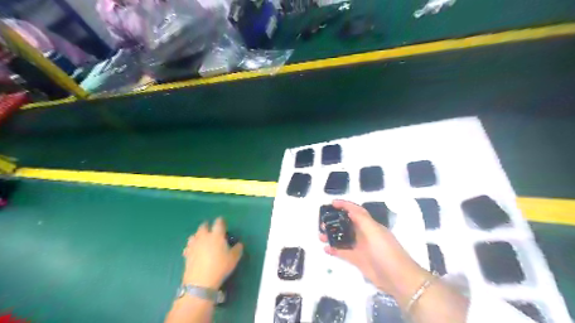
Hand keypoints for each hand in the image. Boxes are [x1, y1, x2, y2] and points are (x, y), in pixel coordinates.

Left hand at [180, 219, 239, 288]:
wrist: (200, 282)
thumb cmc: (220, 267)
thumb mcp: (234, 259)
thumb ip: (237, 249)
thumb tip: (239, 244)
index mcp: (216, 235)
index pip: (218, 223)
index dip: (221, 221)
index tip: (223, 222)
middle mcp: (204, 237)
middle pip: (203, 226)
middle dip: (208, 226)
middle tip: (211, 229)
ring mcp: (194, 245)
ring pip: (194, 235)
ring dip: (198, 235)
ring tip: (202, 239)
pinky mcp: (186, 254)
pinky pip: (188, 246)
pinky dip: (192, 245)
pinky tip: (194, 250)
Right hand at [319, 201, 430, 303]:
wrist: (397, 277)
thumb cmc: (385, 250)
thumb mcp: (374, 231)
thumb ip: (361, 219)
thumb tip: (348, 209)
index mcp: (370, 225)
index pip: (355, 211)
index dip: (344, 205)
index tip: (331, 203)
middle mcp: (364, 234)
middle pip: (347, 224)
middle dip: (334, 221)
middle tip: (322, 223)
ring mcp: (361, 247)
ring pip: (343, 238)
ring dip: (332, 235)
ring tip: (320, 236)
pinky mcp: (358, 260)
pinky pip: (343, 252)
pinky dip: (334, 250)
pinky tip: (325, 249)